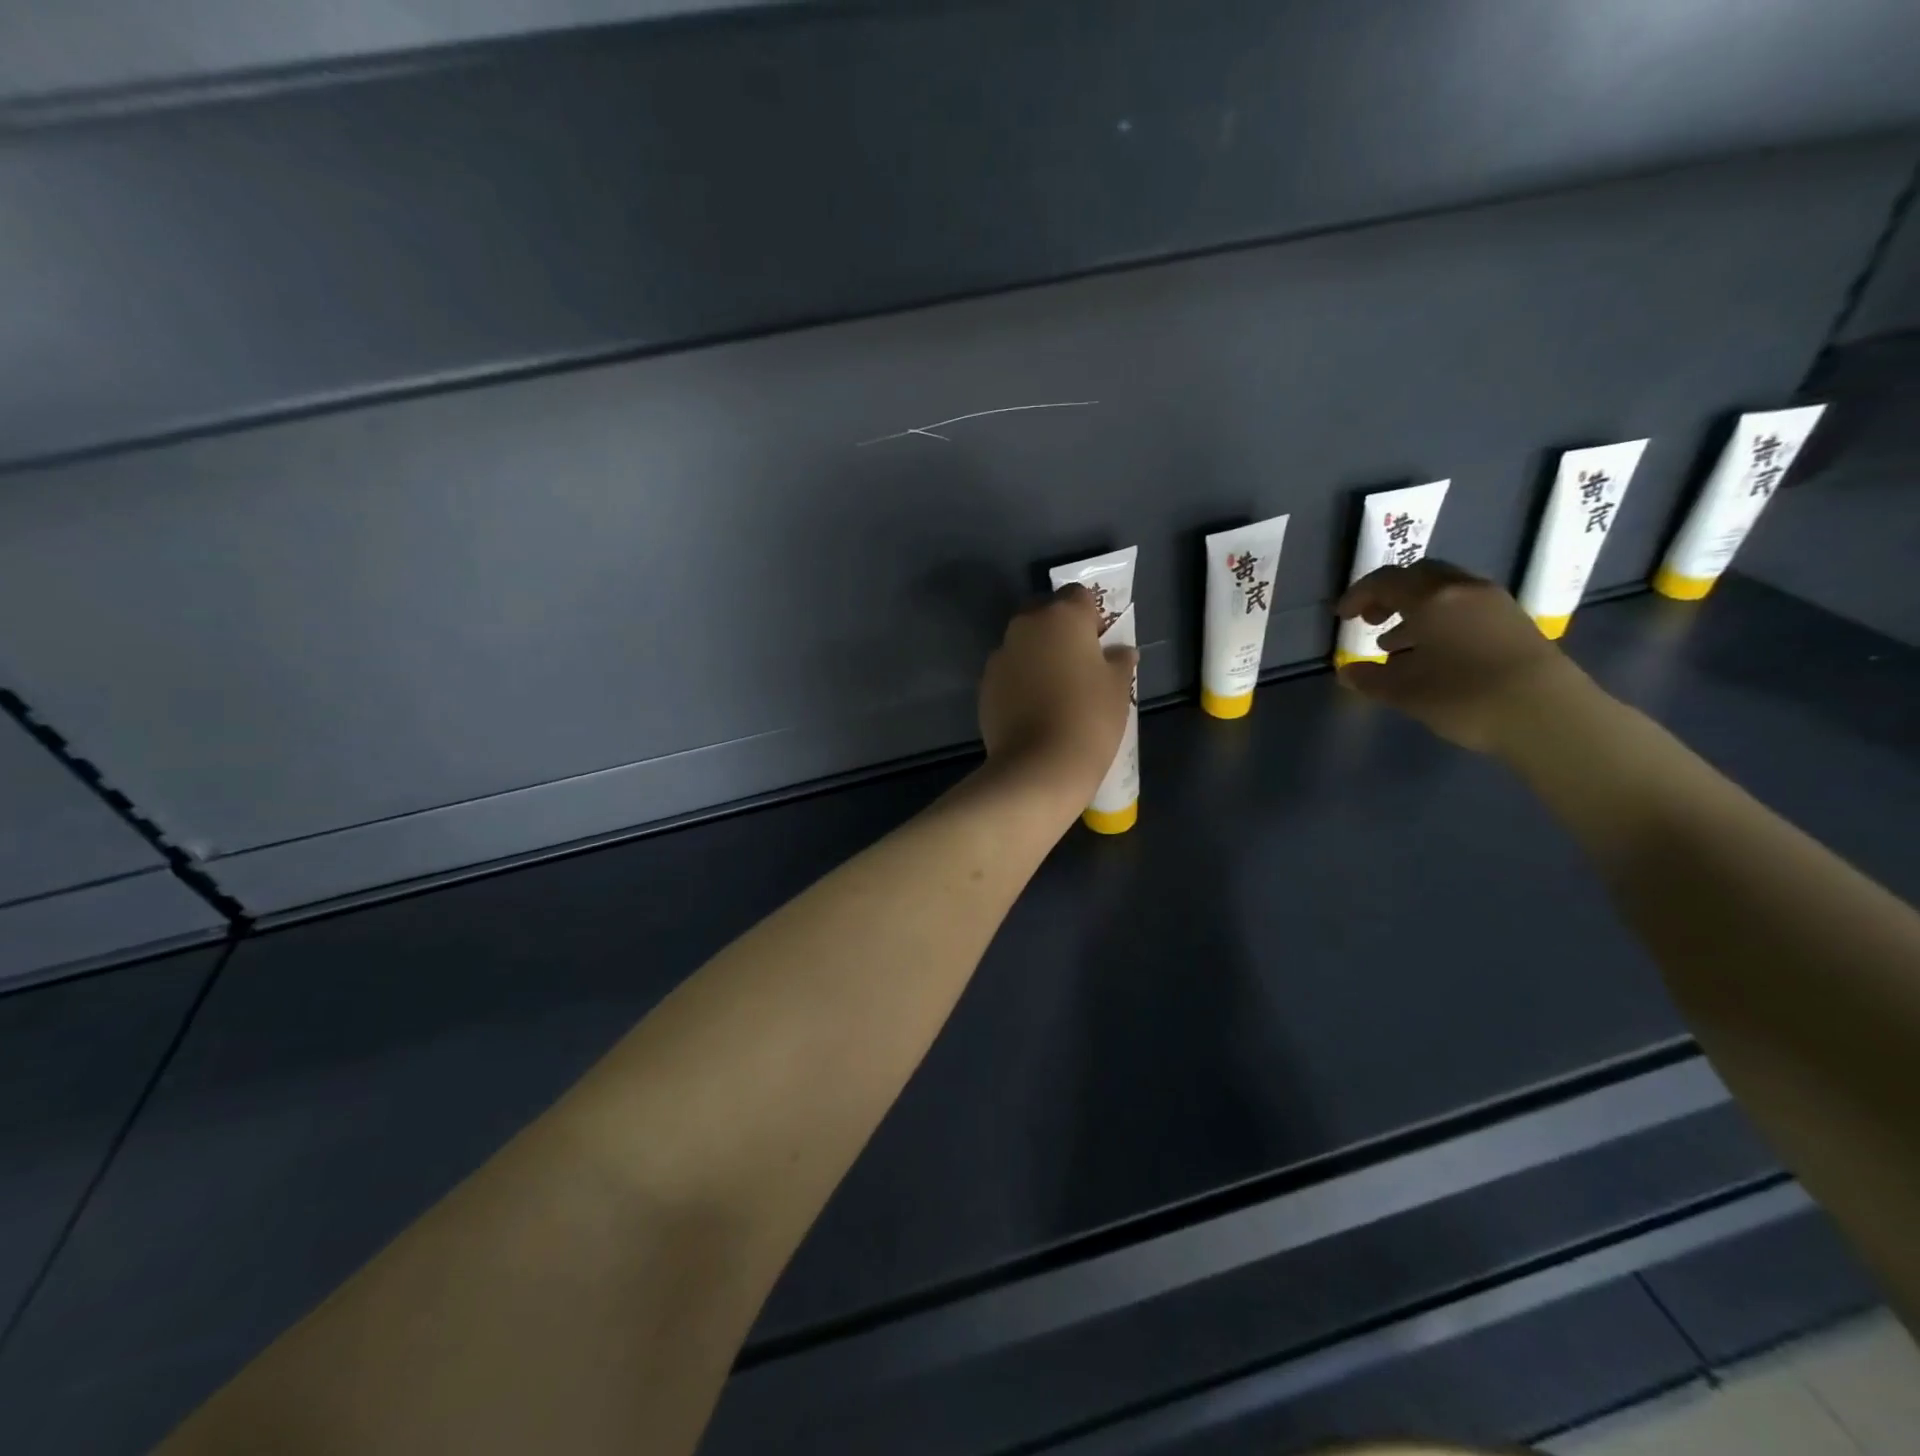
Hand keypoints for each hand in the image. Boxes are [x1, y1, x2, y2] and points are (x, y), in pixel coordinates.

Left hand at [979, 584, 1136, 805]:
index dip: (1091, 616)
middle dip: (1058, 629)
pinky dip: (1019, 678)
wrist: (1039, 765)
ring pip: (1022, 642)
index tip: (1100, 642)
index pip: (1078, 596)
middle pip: (1044, 613)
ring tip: (1053, 687)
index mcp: (1062, 616)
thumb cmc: (1089, 717)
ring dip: (1036, 654)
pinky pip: (1008, 670)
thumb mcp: (1118, 687)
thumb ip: (1119, 661)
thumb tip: (1121, 651)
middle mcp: (1026, 626)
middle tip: (1077, 661)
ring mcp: (1000, 654)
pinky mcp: (985, 683)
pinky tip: (1033, 706)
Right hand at [1336, 560, 1604, 753]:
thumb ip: (1371, 678)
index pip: (1385, 582)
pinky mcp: (1514, 621)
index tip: (1342, 617)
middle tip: (1372, 621)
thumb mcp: (1405, 692)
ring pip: (1445, 592)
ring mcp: (1494, 603)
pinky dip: (1442, 619)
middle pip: (1419, 576)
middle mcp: (1463, 590)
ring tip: (1397, 644)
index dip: (1358, 596)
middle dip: (1390, 595)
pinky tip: (1435, 653)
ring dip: (1416, 609)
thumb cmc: (1464, 696)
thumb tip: (1349, 673)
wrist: (1548, 713)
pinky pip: (1466, 607)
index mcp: (1431, 599)